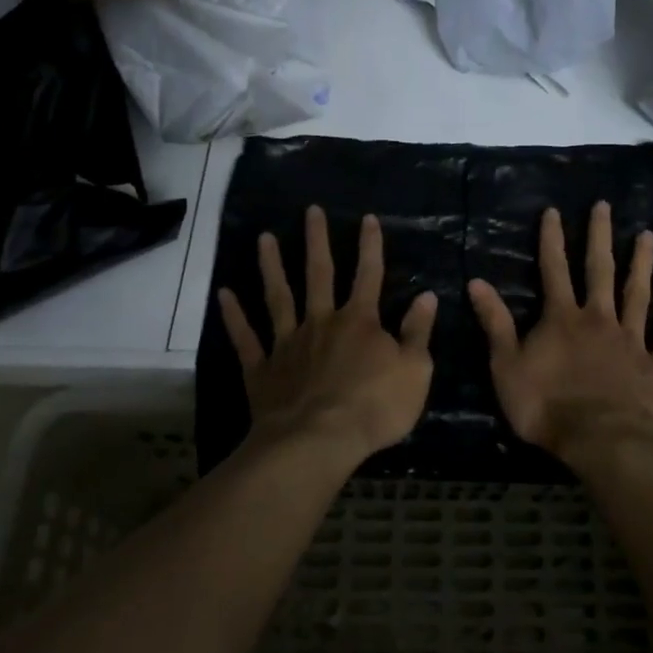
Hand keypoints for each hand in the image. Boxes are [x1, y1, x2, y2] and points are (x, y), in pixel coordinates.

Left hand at [218, 206, 438, 463]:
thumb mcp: (414, 371)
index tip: (368, 218)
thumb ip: (418, 332)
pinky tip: (224, 293)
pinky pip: (245, 338)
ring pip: (278, 296)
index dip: (370, 246)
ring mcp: (288, 343)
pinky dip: (234, 315)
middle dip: (317, 241)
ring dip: (272, 266)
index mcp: (359, 321)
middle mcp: (321, 321)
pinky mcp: (262, 368)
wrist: (318, 442)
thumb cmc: (374, 407)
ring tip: (264, 237)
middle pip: (319, 274)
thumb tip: (427, 296)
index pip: (369, 275)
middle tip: (310, 211)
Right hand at [468, 201, 652, 457]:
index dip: (552, 239)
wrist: (602, 440)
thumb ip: (496, 323)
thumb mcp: (507, 366)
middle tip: (605, 206)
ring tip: (648, 235)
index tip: (554, 210)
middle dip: (599, 237)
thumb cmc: (547, 405)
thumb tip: (477, 282)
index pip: (553, 269)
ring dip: (642, 263)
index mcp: (562, 318)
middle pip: (599, 270)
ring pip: (637, 293)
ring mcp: (631, 340)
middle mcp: (598, 319)